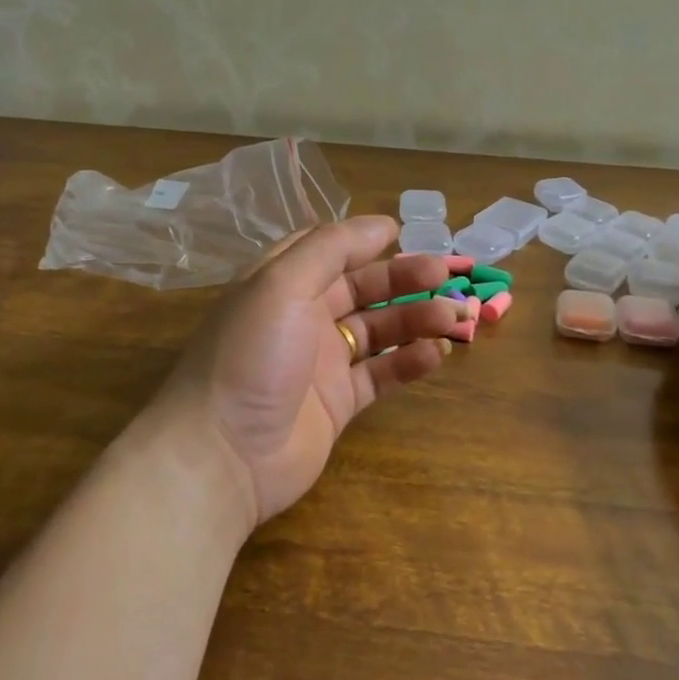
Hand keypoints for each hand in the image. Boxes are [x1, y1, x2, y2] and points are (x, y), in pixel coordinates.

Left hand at [152, 217, 462, 532]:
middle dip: (403, 279)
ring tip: (456, 318)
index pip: (326, 249)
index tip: (404, 234)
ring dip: (417, 320)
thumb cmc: (250, 356)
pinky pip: (381, 373)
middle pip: (361, 288)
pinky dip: (409, 362)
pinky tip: (436, 354)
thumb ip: (330, 249)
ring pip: (378, 330)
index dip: (363, 239)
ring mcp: (321, 362)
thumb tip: (380, 224)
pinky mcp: (339, 402)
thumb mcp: (281, 284)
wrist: (223, 455)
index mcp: (281, 282)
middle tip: (446, 276)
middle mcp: (301, 316)